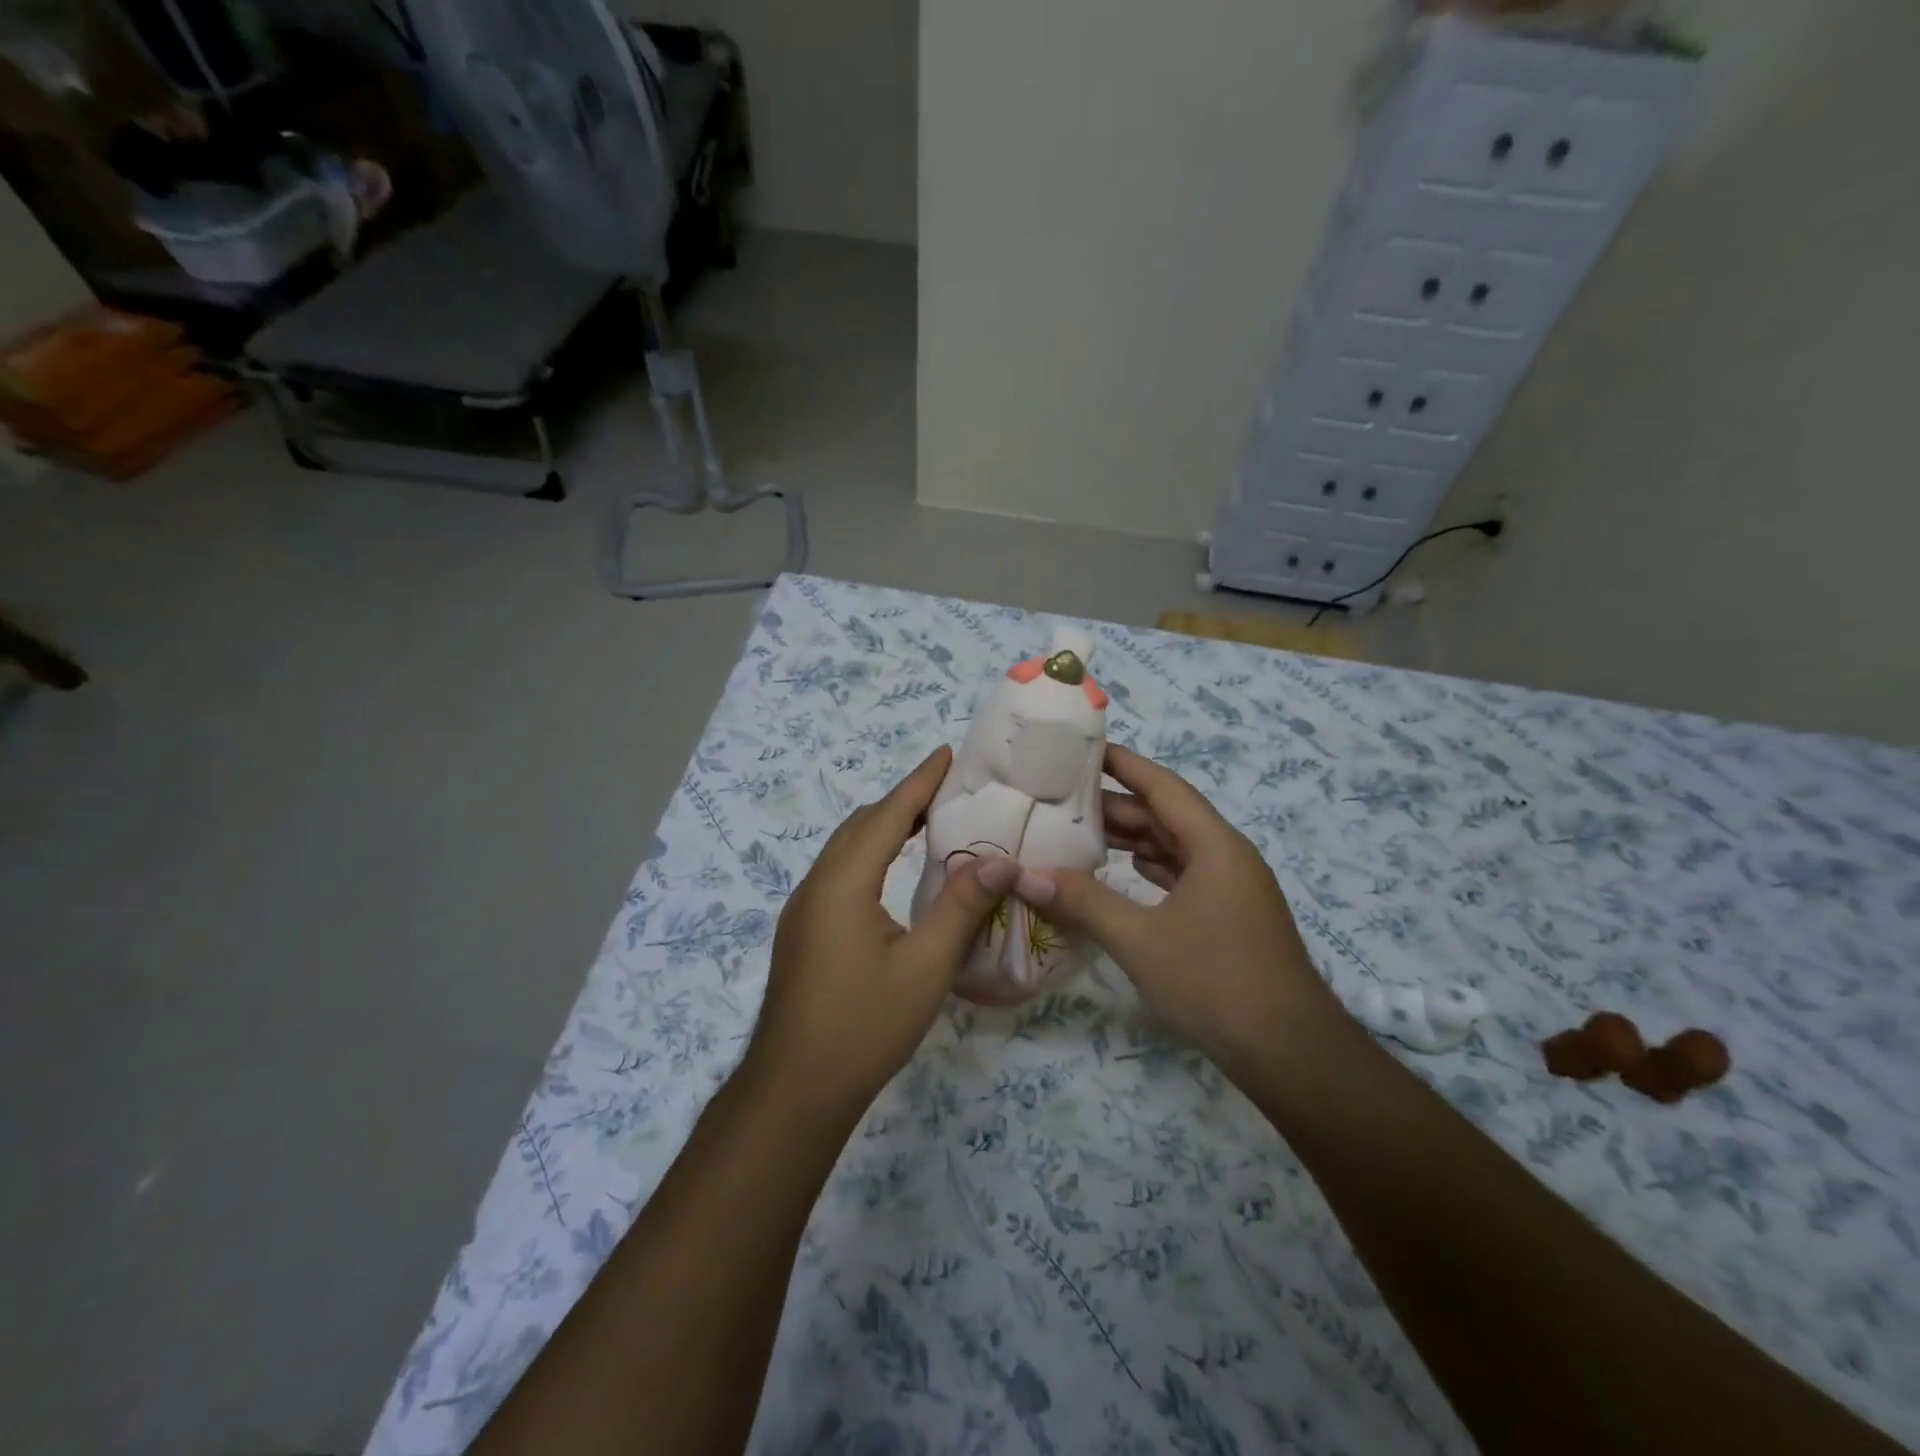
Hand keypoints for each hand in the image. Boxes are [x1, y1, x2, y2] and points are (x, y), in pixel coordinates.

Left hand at [746, 747, 1012, 1115]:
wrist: (795, 1090)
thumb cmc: (864, 1026)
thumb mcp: (926, 966)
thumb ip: (962, 906)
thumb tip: (1000, 859)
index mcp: (843, 882)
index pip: (887, 814)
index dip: (920, 782)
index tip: (947, 754)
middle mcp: (816, 885)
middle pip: (861, 824)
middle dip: (902, 800)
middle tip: (947, 790)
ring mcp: (803, 910)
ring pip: (846, 849)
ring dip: (884, 828)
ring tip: (927, 823)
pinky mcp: (802, 933)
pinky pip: (839, 873)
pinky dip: (870, 855)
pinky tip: (892, 875)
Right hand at [1012, 743, 1343, 1070]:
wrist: (1290, 1053)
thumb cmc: (1216, 982)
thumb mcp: (1140, 940)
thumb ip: (1083, 902)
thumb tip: (1026, 875)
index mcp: (1214, 845)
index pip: (1163, 786)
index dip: (1123, 764)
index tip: (1084, 748)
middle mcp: (1227, 856)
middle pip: (1166, 816)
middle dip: (1116, 806)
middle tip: (1062, 798)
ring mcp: (1231, 888)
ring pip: (1174, 847)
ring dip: (1132, 839)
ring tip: (1079, 832)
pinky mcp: (1229, 916)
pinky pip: (1183, 875)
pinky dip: (1149, 869)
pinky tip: (1121, 872)